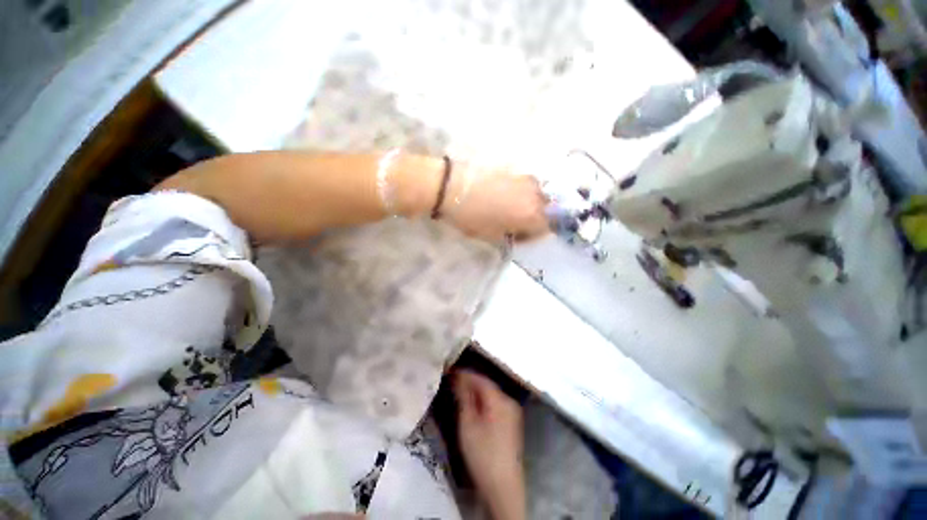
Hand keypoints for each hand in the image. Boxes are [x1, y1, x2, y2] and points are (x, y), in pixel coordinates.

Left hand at [444, 165, 549, 243]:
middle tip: (515, 223)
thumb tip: (518, 231)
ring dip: (529, 203)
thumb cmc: (472, 217)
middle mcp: (536, 195)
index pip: (546, 228)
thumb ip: (512, 235)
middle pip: (546, 209)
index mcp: (532, 215)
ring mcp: (526, 179)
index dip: (532, 235)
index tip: (518, 236)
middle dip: (534, 218)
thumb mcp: (493, 236)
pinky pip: (526, 184)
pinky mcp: (514, 169)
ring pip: (537, 194)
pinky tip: (505, 195)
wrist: (452, 187)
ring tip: (510, 208)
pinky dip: (521, 192)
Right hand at [453, 370, 525, 519]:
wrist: (503, 486)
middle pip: (487, 385)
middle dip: (469, 381)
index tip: (449, 371)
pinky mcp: (511, 422)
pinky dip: (483, 400)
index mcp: (500, 399)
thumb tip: (457, 378)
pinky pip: (495, 403)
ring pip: (491, 393)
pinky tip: (472, 404)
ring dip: (475, 390)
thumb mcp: (468, 424)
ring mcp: (512, 412)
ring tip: (458, 390)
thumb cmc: (482, 453)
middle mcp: (509, 401)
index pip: (480, 378)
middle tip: (451, 380)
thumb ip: (464, 397)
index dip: (464, 373)